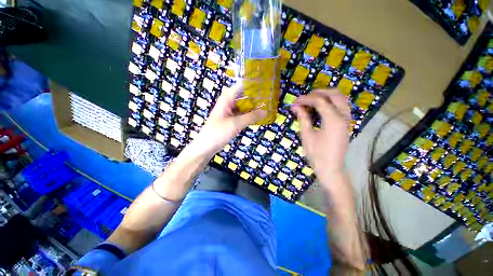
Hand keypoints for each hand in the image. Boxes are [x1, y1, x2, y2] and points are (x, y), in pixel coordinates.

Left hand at [194, 83, 265, 155]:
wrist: (206, 146)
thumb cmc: (218, 132)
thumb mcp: (235, 124)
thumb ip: (251, 117)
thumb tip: (266, 112)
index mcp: (227, 99)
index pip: (242, 86)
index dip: (253, 85)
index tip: (266, 87)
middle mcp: (228, 103)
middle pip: (244, 96)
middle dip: (256, 97)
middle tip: (270, 98)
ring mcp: (230, 111)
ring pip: (244, 106)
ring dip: (253, 107)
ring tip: (267, 106)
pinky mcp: (231, 119)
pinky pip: (243, 114)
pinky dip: (250, 115)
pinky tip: (258, 117)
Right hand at [291, 89, 350, 176]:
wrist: (330, 168)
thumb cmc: (317, 154)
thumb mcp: (307, 135)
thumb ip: (303, 118)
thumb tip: (295, 106)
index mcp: (333, 120)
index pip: (319, 101)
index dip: (306, 99)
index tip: (295, 101)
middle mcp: (343, 117)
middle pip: (335, 94)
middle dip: (319, 92)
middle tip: (305, 96)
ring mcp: (347, 120)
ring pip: (341, 99)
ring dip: (327, 95)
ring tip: (313, 99)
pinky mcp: (346, 124)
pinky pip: (342, 106)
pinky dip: (332, 102)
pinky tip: (322, 107)